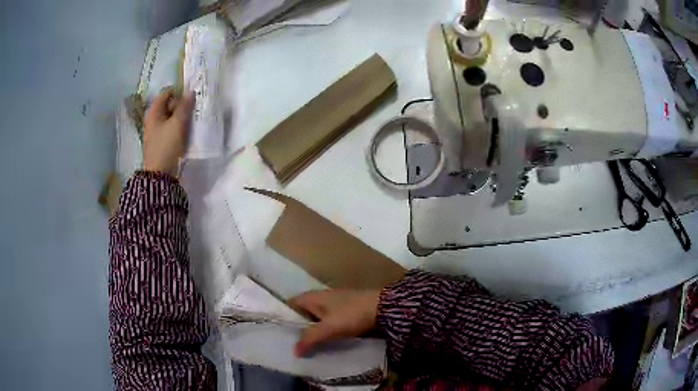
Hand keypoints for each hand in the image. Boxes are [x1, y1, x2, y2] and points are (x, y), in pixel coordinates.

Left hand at [143, 89, 194, 175]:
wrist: (160, 174)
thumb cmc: (166, 146)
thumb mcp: (177, 124)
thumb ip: (184, 107)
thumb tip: (191, 92)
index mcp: (153, 112)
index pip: (166, 93)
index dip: (179, 92)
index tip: (191, 96)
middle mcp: (153, 118)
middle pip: (169, 104)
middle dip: (181, 104)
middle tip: (194, 108)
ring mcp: (156, 130)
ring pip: (171, 116)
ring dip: (181, 116)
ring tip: (192, 119)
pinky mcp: (161, 140)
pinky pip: (171, 127)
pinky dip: (179, 125)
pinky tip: (187, 130)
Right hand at [289, 289, 380, 356]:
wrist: (383, 308)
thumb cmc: (351, 315)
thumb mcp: (328, 328)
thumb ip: (309, 339)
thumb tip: (294, 351)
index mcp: (312, 297)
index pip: (290, 304)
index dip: (284, 317)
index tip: (281, 334)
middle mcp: (321, 296)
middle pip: (303, 312)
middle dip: (299, 327)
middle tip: (293, 344)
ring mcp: (335, 302)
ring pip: (317, 317)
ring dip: (313, 330)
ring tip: (308, 346)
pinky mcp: (346, 309)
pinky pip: (329, 320)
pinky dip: (326, 330)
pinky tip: (326, 341)